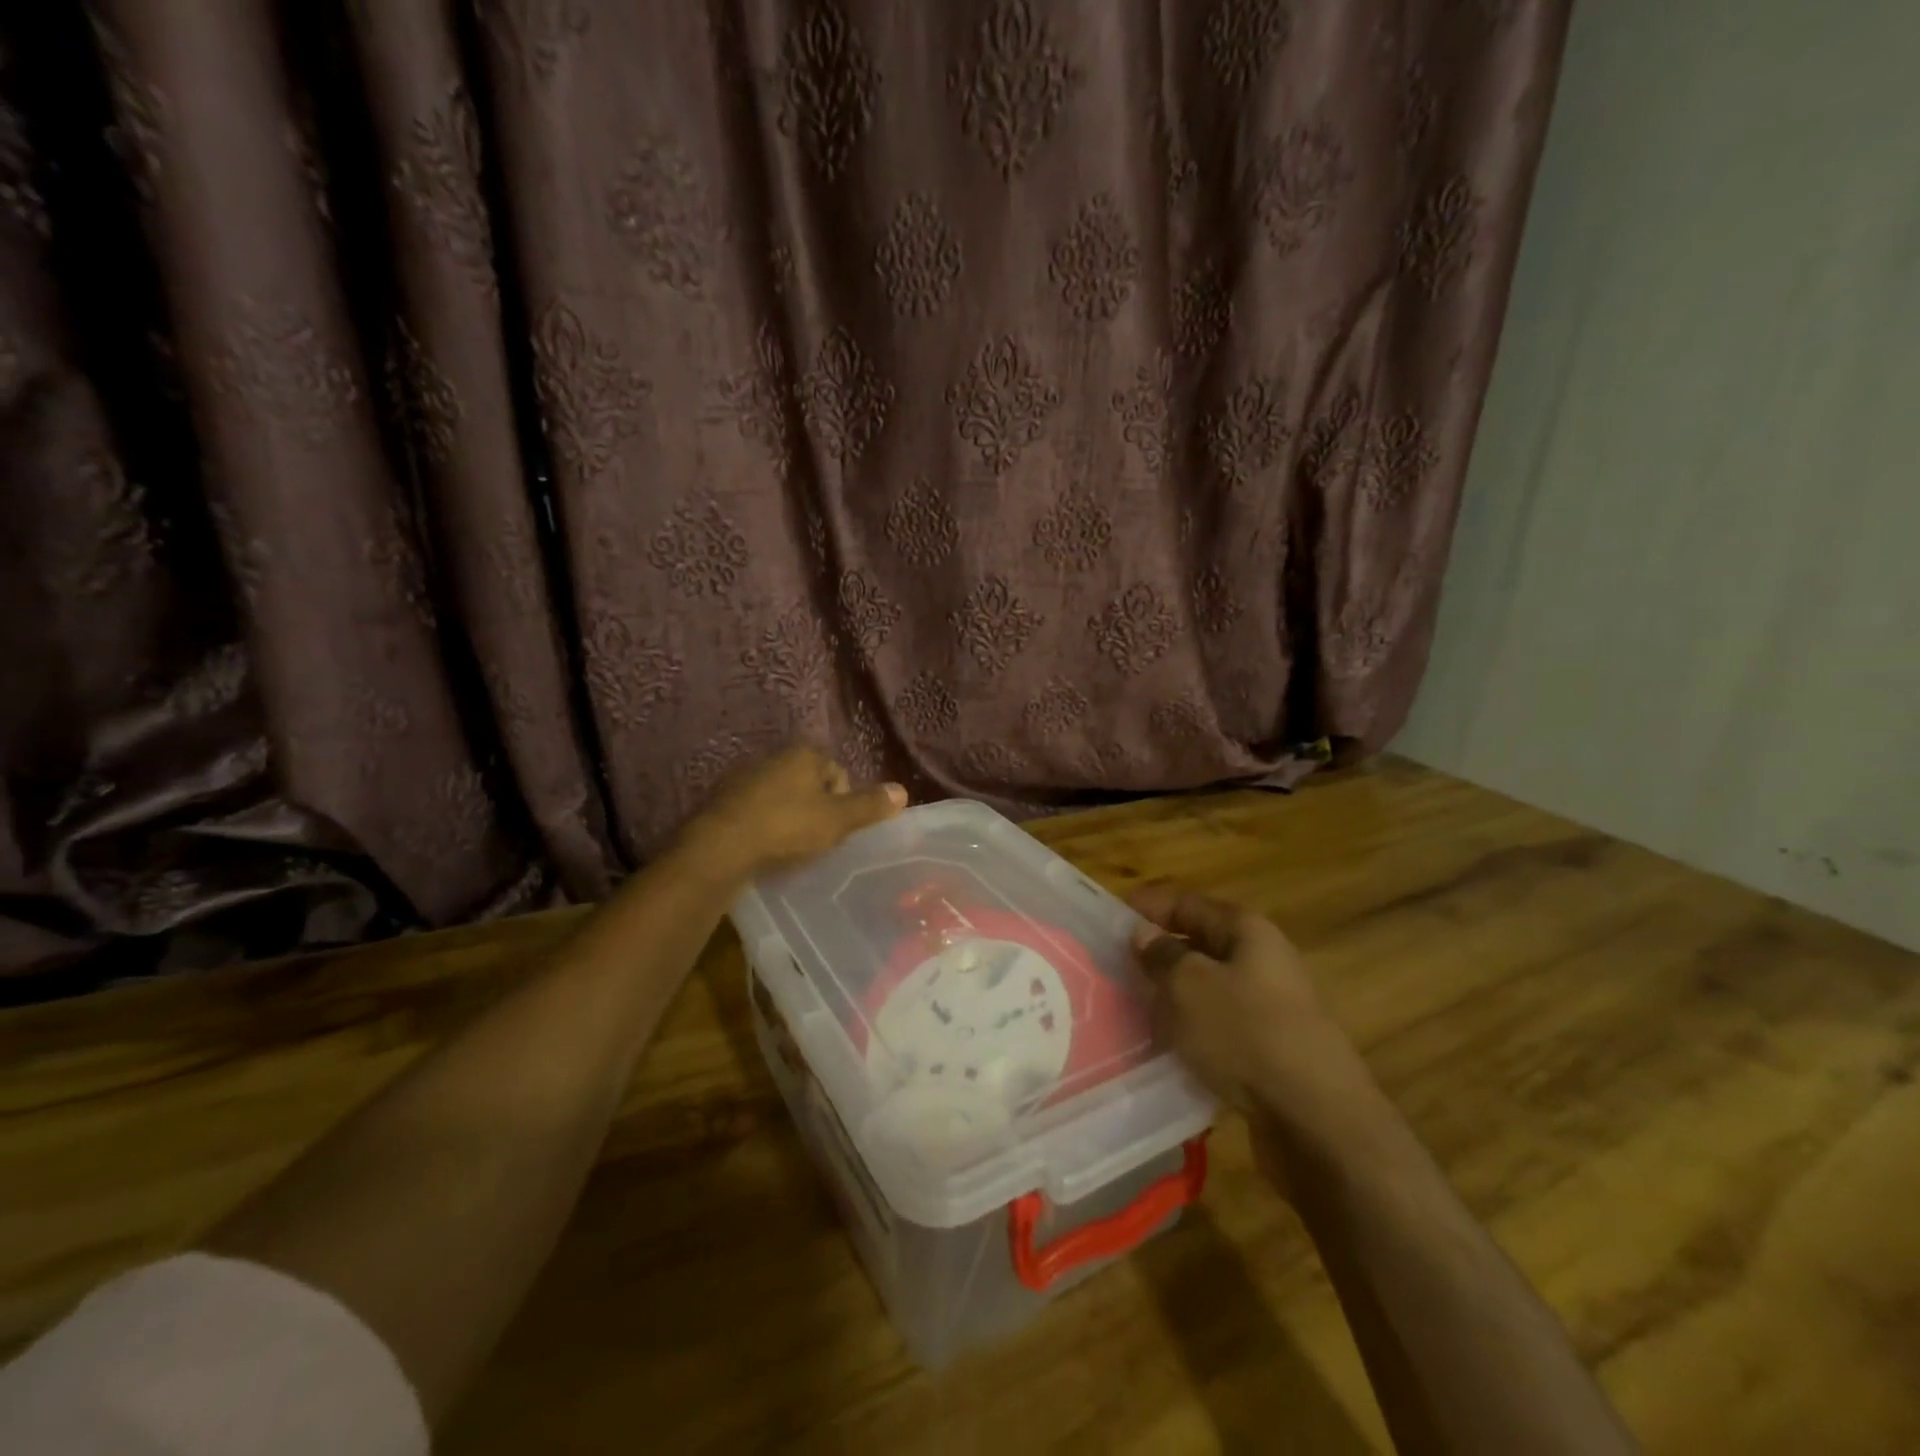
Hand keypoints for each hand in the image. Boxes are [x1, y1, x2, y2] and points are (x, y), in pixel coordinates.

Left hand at [677, 746, 906, 882]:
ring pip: (780, 796)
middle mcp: (773, 756)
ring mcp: (744, 776)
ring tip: (788, 846)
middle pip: (809, 784)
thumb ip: (870, 806)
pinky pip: (755, 810)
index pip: (838, 773)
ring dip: (788, 816)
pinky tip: (762, 847)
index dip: (843, 802)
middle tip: (815, 839)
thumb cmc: (786, 827)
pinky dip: (763, 825)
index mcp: (804, 754)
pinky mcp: (721, 799)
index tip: (836, 829)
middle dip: (815, 808)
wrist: (719, 846)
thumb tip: (903, 791)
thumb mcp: (837, 820)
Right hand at [1129, 884, 1378, 1176]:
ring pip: (1210, 991)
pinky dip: (1193, 1033)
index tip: (1108, 920)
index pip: (1188, 904)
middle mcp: (1265, 962)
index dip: (1148, 907)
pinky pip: (1221, 1030)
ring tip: (1131, 1009)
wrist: (1317, 1122)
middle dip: (1158, 955)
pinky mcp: (1272, 1053)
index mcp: (1248, 932)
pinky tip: (1166, 1049)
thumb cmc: (1246, 1034)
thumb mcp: (1189, 986)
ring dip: (1173, 997)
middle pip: (1201, 946)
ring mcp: (1272, 1010)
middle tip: (1113, 967)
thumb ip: (1162, 956)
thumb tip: (1144, 934)